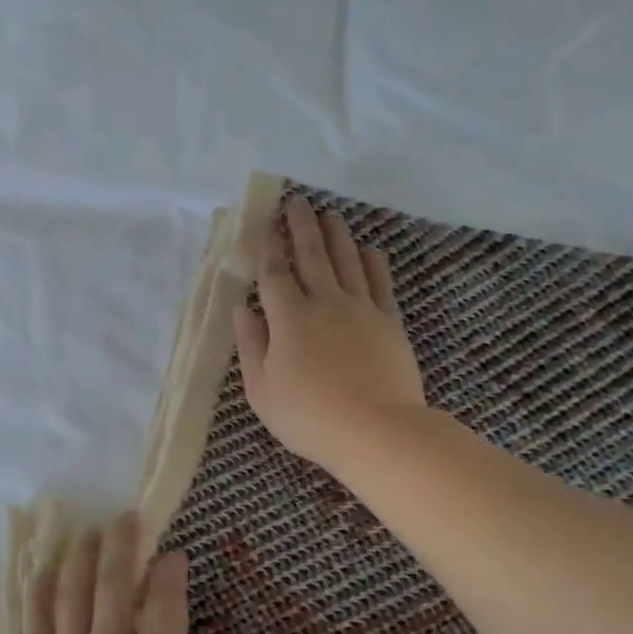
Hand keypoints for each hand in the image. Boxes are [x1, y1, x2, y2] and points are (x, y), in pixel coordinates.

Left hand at [19, 512, 242, 633]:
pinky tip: (45, 568)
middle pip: (114, 581)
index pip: (165, 601)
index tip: (174, 554)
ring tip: (89, 531)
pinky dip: (41, 590)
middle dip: (123, 542)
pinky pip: (36, 623)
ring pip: (74, 592)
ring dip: (82, 555)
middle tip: (127, 516)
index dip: (171, 571)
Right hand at [233, 197, 425, 473]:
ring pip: (347, 261)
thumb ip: (251, 345)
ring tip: (329, 215)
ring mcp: (361, 309)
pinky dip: (373, 262)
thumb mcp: (261, 390)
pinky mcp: (389, 322)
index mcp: (288, 318)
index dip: (269, 248)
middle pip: (311, 256)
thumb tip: (243, 310)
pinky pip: (379, 283)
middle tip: (297, 202)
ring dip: (336, 235)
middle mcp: (324, 302)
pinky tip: (369, 249)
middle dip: (301, 227)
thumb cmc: (309, 416)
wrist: (377, 431)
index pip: (275, 274)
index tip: (266, 225)